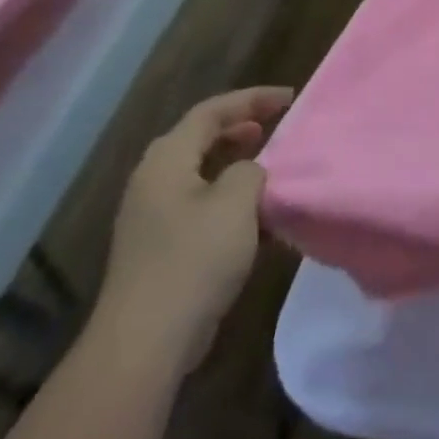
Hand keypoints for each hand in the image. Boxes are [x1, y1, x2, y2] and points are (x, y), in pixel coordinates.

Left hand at [93, 87, 292, 371]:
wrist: (148, 339)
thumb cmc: (194, 258)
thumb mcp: (236, 201)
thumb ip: (250, 170)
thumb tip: (249, 171)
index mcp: (165, 163)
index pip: (210, 112)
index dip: (251, 99)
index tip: (290, 98)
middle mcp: (153, 183)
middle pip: (198, 138)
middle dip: (239, 126)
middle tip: (276, 124)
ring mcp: (153, 217)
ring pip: (200, 171)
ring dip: (236, 161)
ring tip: (271, 162)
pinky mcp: (162, 246)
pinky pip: (200, 202)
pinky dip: (229, 194)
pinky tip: (256, 211)